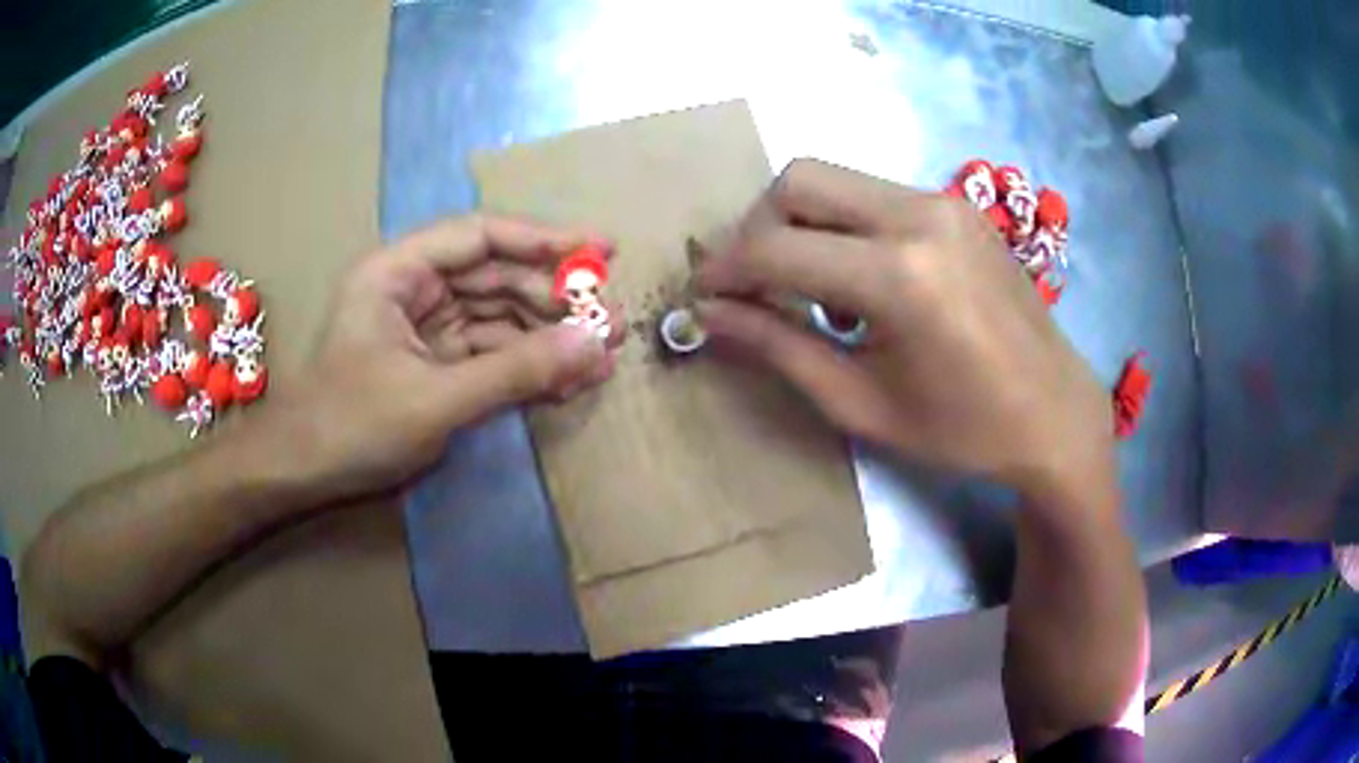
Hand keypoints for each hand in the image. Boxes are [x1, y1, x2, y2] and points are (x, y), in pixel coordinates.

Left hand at [269, 214, 621, 498]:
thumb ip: (516, 371)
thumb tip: (596, 345)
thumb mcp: (436, 399)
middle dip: (554, 300)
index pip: (481, 237)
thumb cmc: (351, 425)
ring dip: (547, 337)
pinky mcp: (433, 364)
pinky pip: (487, 354)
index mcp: (399, 271)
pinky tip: (567, 378)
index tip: (601, 252)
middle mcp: (413, 288)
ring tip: (602, 356)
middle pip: (495, 277)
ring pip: (497, 318)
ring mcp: (424, 328)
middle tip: (611, 322)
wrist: (302, 474)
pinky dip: (525, 366)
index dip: (544, 240)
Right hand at [698, 159, 1111, 497]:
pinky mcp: (957, 206)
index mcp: (900, 276)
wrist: (1055, 413)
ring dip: (800, 225)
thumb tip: (709, 315)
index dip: (725, 270)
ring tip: (815, 293)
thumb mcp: (860, 403)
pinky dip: (843, 226)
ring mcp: (943, 202)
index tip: (703, 298)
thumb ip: (778, 347)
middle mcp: (920, 216)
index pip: (776, 247)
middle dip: (757, 228)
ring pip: (835, 180)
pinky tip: (862, 282)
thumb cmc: (961, 430)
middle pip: (798, 180)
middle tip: (754, 286)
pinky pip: (873, 195)